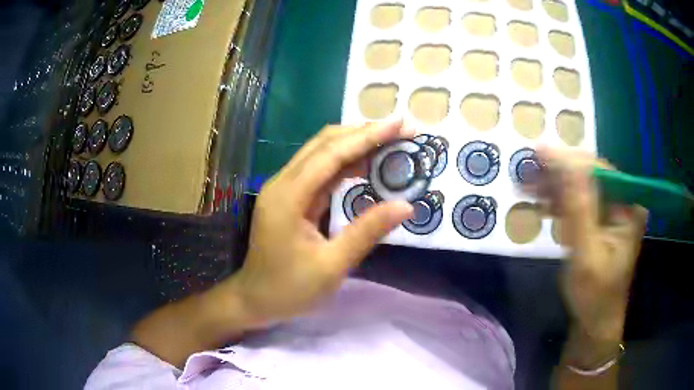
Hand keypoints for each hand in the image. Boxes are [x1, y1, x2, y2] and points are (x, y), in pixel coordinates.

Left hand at [223, 121, 414, 325]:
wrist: (255, 300)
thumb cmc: (289, 289)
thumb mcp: (331, 267)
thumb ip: (367, 232)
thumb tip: (405, 206)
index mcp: (289, 196)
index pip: (331, 154)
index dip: (367, 136)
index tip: (400, 125)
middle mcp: (283, 183)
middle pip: (325, 144)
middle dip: (364, 133)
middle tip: (401, 131)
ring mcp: (285, 188)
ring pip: (322, 153)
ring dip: (356, 144)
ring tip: (391, 143)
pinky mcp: (290, 197)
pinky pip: (320, 171)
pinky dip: (346, 163)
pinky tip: (367, 165)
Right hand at [538, 149, 647, 341]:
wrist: (595, 322)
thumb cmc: (595, 295)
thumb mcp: (586, 255)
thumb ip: (579, 210)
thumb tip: (566, 164)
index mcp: (629, 207)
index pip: (600, 171)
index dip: (570, 161)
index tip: (539, 153)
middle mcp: (623, 202)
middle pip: (590, 176)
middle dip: (560, 174)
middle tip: (529, 170)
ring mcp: (612, 212)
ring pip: (582, 187)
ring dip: (556, 186)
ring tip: (530, 186)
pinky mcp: (600, 222)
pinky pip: (579, 203)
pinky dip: (560, 202)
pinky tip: (544, 204)